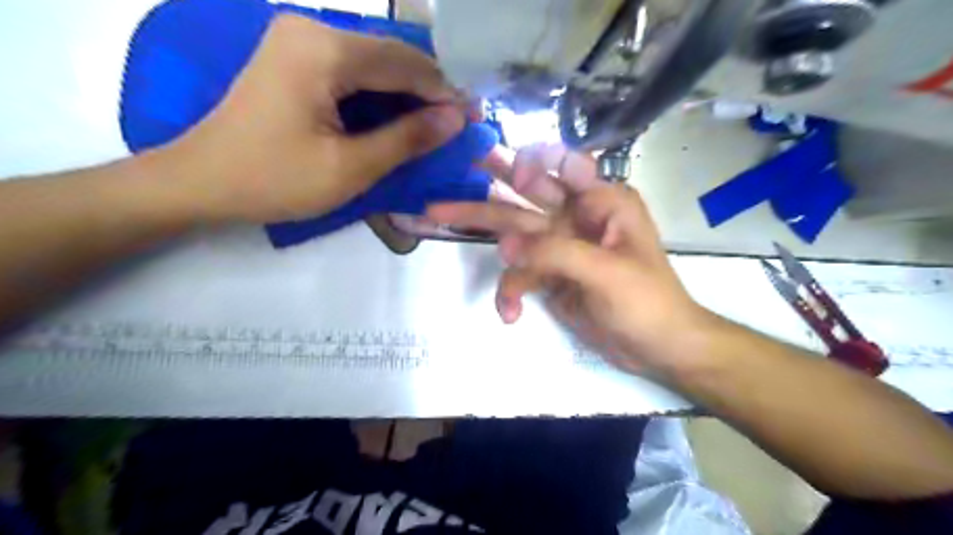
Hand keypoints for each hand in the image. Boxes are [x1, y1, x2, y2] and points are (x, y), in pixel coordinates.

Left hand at [159, 13, 464, 223]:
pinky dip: (380, 94)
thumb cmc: (274, 179)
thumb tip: (455, 118)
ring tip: (436, 123)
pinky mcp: (293, 58)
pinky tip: (398, 115)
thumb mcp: (349, 167)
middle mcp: (310, 30)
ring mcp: (297, 40)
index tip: (472, 117)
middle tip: (458, 122)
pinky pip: (352, 70)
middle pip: (389, 55)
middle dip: (428, 90)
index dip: (443, 91)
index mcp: (323, 51)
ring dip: (406, 92)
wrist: (201, 182)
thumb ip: (406, 139)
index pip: (403, 62)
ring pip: (373, 62)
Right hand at [429, 145, 710, 372]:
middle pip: (526, 197)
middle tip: (453, 170)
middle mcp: (577, 217)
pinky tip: (511, 313)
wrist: (656, 347)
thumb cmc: (646, 302)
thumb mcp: (605, 272)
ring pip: (514, 233)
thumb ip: (555, 252)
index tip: (506, 174)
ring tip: (436, 216)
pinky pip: (519, 275)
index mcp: (602, 202)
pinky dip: (511, 292)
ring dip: (482, 232)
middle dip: (488, 188)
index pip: (563, 166)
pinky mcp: (550, 275)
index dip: (532, 163)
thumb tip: (505, 245)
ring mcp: (560, 247)